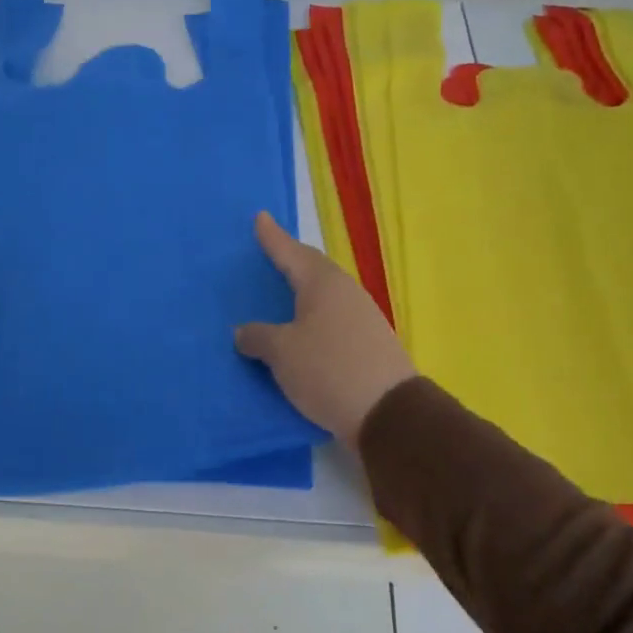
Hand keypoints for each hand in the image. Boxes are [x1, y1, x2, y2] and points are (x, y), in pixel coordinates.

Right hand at [234, 212, 416, 441]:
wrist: (388, 414)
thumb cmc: (328, 370)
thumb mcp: (282, 353)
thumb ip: (258, 337)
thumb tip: (244, 331)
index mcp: (323, 284)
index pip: (291, 252)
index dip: (273, 237)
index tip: (260, 218)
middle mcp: (345, 293)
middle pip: (312, 270)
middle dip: (290, 262)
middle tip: (269, 255)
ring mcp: (362, 318)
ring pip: (323, 297)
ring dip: (302, 295)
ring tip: (280, 296)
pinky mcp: (368, 344)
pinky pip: (331, 321)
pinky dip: (312, 321)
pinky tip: (300, 332)